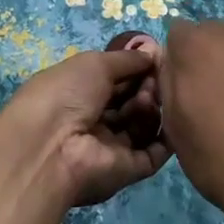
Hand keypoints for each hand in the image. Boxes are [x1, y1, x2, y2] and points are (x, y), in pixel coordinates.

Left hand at [0, 44, 171, 207]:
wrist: (50, 148)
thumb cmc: (66, 95)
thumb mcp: (94, 63)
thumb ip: (127, 59)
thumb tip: (153, 52)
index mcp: (79, 94)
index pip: (115, 81)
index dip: (136, 69)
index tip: (156, 58)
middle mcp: (94, 121)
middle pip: (130, 102)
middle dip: (146, 86)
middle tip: (153, 80)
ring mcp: (110, 148)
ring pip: (142, 125)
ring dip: (151, 107)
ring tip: (146, 99)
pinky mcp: (126, 171)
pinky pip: (152, 154)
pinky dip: (166, 137)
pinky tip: (173, 117)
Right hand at [157, 21, 223, 223]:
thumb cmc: (218, 158)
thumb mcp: (173, 125)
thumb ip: (168, 81)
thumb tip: (174, 63)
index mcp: (195, 45)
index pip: (178, 34)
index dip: (179, 60)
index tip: (187, 88)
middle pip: (213, 36)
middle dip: (210, 59)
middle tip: (217, 99)